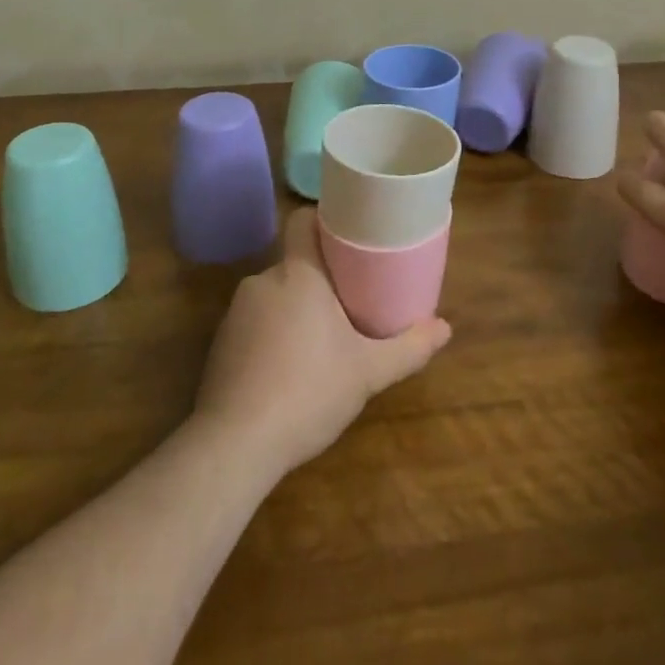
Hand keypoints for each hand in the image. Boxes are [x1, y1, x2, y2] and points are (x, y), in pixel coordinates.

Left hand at [194, 207, 451, 475]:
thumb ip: (408, 348)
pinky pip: (253, 324)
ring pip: (274, 295)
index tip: (348, 235)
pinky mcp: (219, 344)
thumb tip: (445, 328)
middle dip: (319, 278)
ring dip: (295, 309)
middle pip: (294, 262)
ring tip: (321, 340)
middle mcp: (262, 281)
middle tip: (349, 300)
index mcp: (298, 273)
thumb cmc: (309, 392)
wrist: (235, 444)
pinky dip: (271, 336)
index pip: (302, 220)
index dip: (323, 221)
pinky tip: (287, 369)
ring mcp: (235, 313)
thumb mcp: (368, 372)